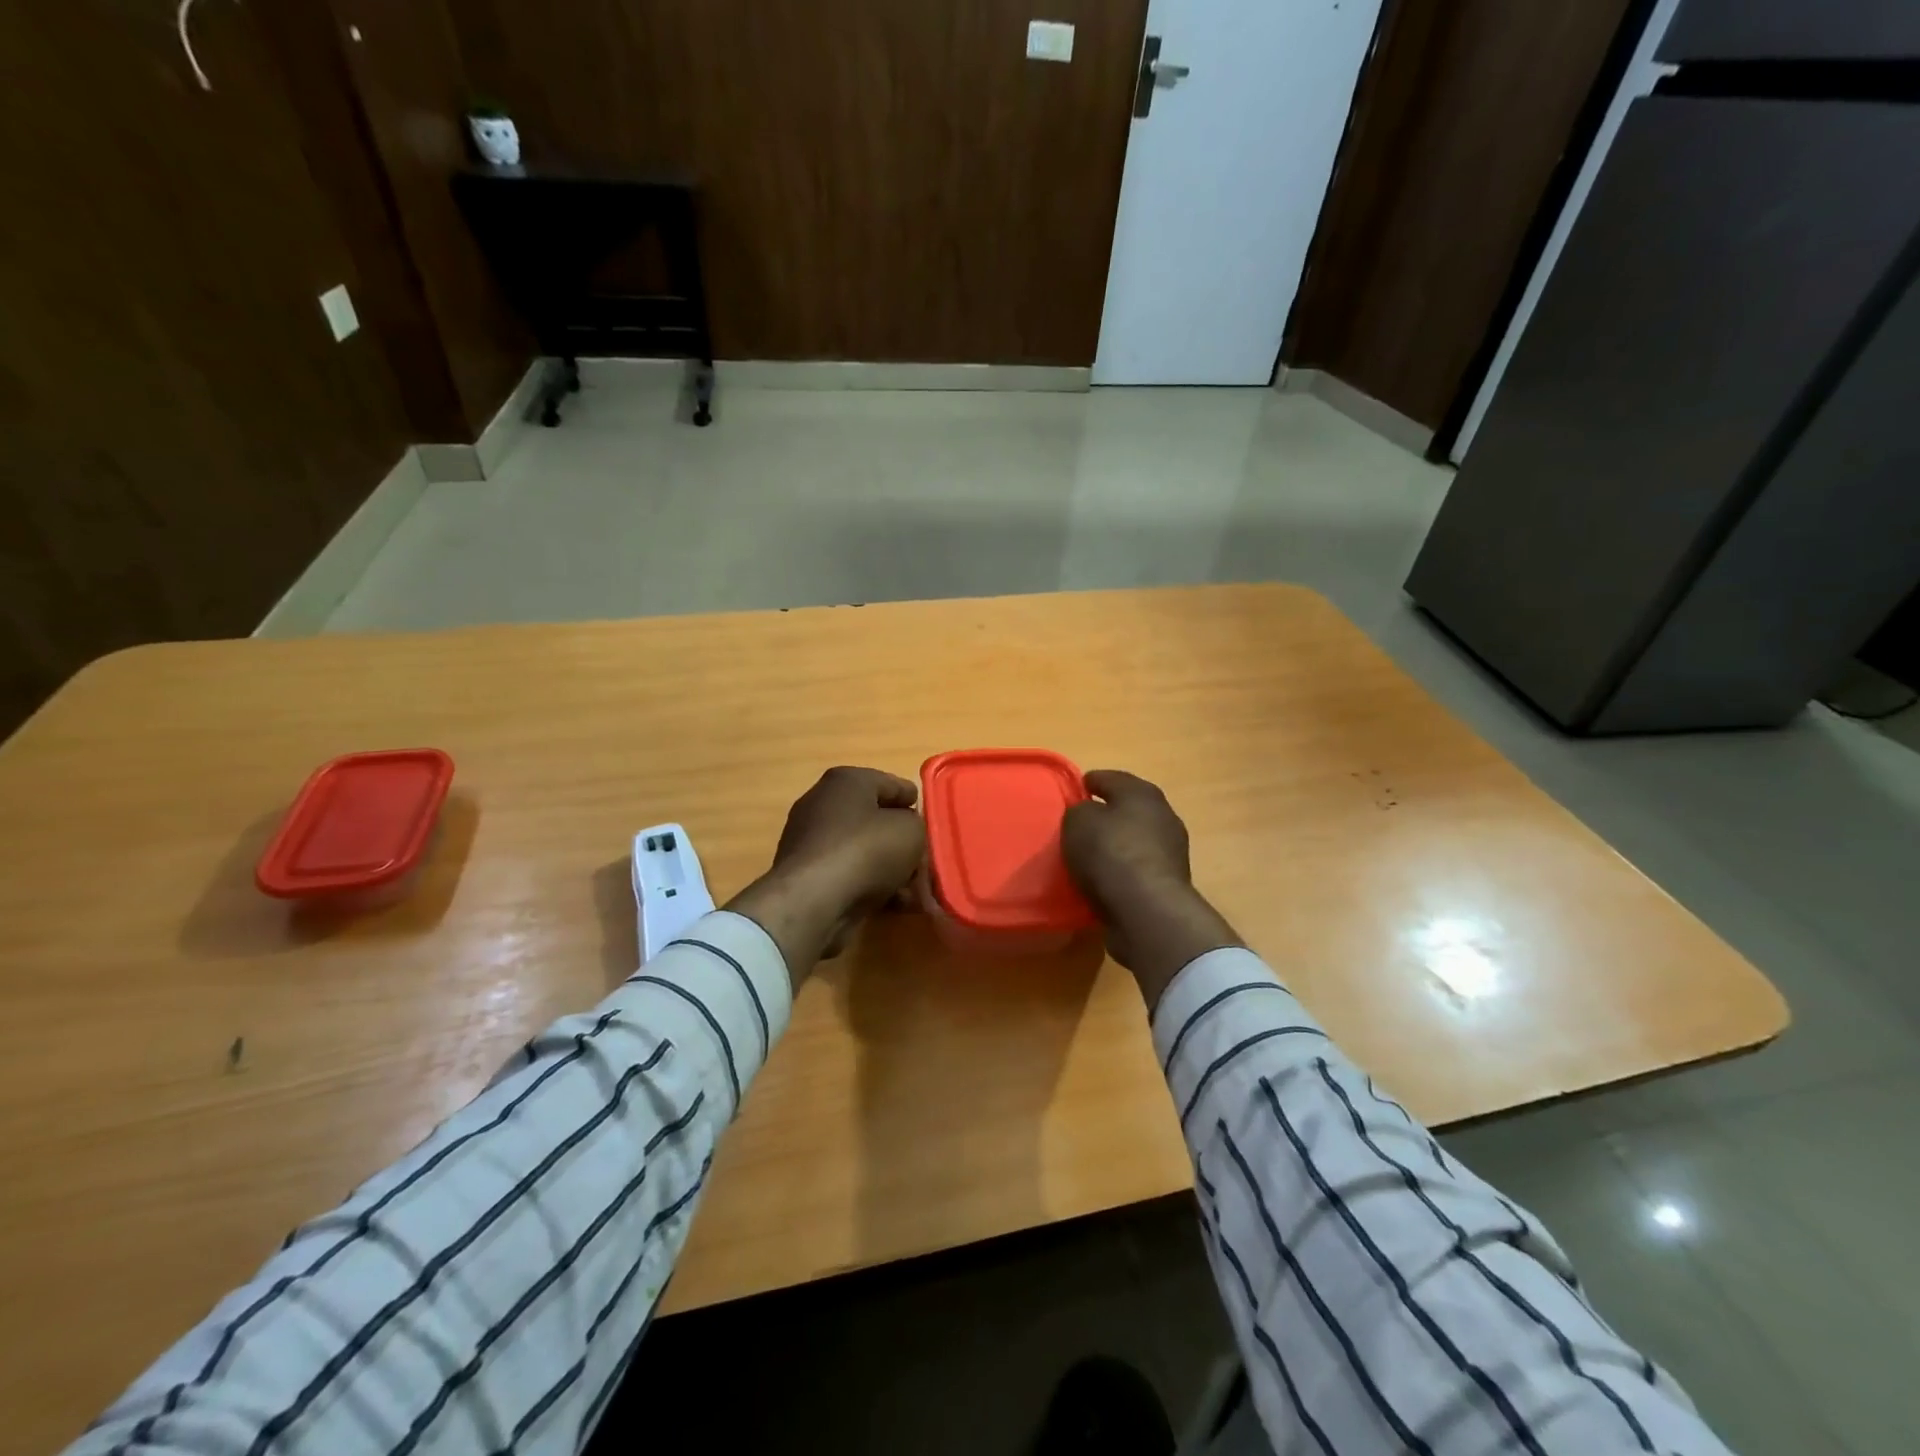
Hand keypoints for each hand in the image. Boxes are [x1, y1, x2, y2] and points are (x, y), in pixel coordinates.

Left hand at [726, 767, 925, 988]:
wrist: (814, 902)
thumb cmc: (866, 851)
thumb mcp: (911, 831)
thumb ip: (917, 827)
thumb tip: (906, 834)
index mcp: (846, 782)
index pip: (889, 784)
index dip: (913, 800)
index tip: (929, 818)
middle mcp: (823, 805)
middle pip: (876, 820)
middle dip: (903, 841)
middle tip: (926, 859)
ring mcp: (811, 841)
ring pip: (864, 851)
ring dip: (891, 869)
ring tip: (916, 890)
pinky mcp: (807, 875)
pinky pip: (850, 874)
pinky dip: (872, 886)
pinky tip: (896, 904)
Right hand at [1063, 770, 1241, 1009]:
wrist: (1146, 908)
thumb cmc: (1110, 852)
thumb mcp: (1077, 821)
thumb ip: (1079, 811)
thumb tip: (1088, 816)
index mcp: (1142, 792)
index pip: (1111, 779)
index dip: (1091, 781)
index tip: (1076, 788)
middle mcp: (1163, 815)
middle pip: (1129, 808)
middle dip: (1107, 814)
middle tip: (1081, 824)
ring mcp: (1171, 851)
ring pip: (1135, 839)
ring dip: (1117, 845)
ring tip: (1090, 856)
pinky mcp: (1169, 882)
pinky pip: (1137, 868)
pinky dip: (1122, 871)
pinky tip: (1103, 880)